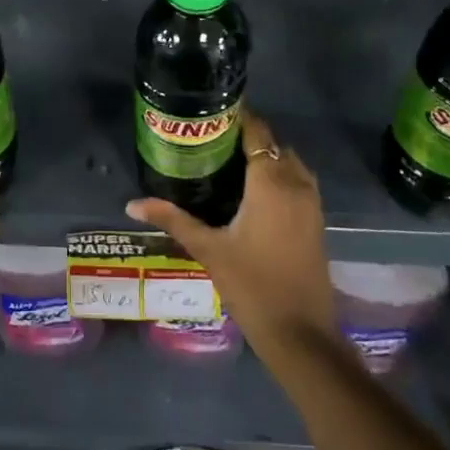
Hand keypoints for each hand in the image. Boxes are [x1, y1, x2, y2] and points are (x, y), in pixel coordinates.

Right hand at [126, 110, 336, 354]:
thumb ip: (172, 220)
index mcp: (270, 183)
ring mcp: (312, 204)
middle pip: (274, 145)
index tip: (212, 115)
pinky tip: (254, 193)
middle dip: (249, 138)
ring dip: (267, 157)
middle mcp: (296, 184)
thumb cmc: (252, 285)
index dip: (239, 118)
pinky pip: (300, 182)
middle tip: (213, 142)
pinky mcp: (317, 222)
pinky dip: (281, 176)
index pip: (258, 133)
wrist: (301, 334)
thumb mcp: (208, 249)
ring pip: (290, 163)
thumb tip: (132, 204)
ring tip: (231, 163)